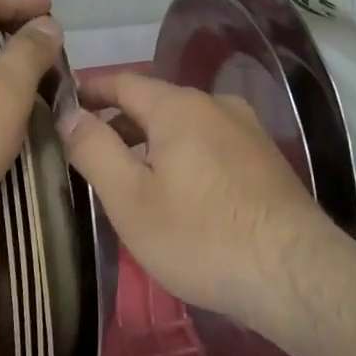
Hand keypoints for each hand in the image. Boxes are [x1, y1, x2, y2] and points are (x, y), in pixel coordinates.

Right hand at [58, 70, 355, 337]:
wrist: (294, 273)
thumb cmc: (200, 235)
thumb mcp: (130, 197)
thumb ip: (94, 148)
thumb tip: (69, 112)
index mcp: (180, 106)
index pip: (123, 82)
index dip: (90, 90)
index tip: (62, 102)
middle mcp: (217, 106)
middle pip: (156, 103)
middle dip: (119, 121)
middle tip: (85, 149)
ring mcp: (247, 131)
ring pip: (185, 126)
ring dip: (151, 141)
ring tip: (126, 173)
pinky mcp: (265, 160)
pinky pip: (211, 145)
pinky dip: (183, 155)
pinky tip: (176, 189)